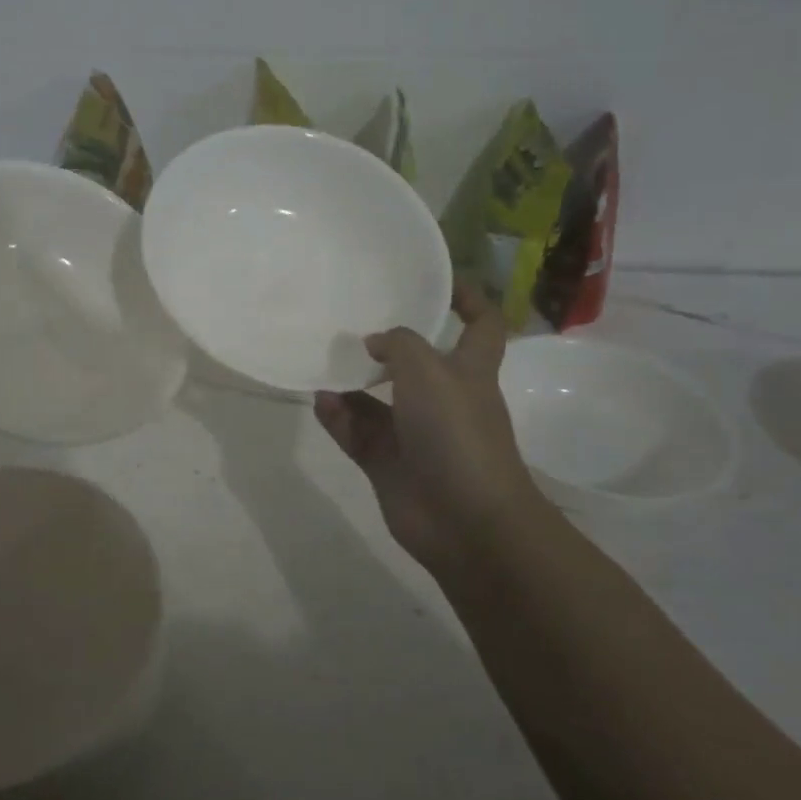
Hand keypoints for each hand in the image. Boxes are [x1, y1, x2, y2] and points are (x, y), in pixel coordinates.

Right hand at [314, 283, 540, 584]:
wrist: (464, 519)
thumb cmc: (456, 433)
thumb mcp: (429, 371)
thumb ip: (399, 344)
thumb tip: (374, 342)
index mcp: (469, 371)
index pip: (481, 325)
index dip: (467, 298)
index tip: (436, 280)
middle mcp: (441, 399)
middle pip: (415, 363)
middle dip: (386, 344)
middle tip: (349, 321)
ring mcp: (412, 433)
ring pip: (375, 400)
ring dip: (351, 383)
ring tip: (320, 361)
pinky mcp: (386, 462)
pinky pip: (355, 432)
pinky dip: (337, 417)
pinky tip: (319, 400)